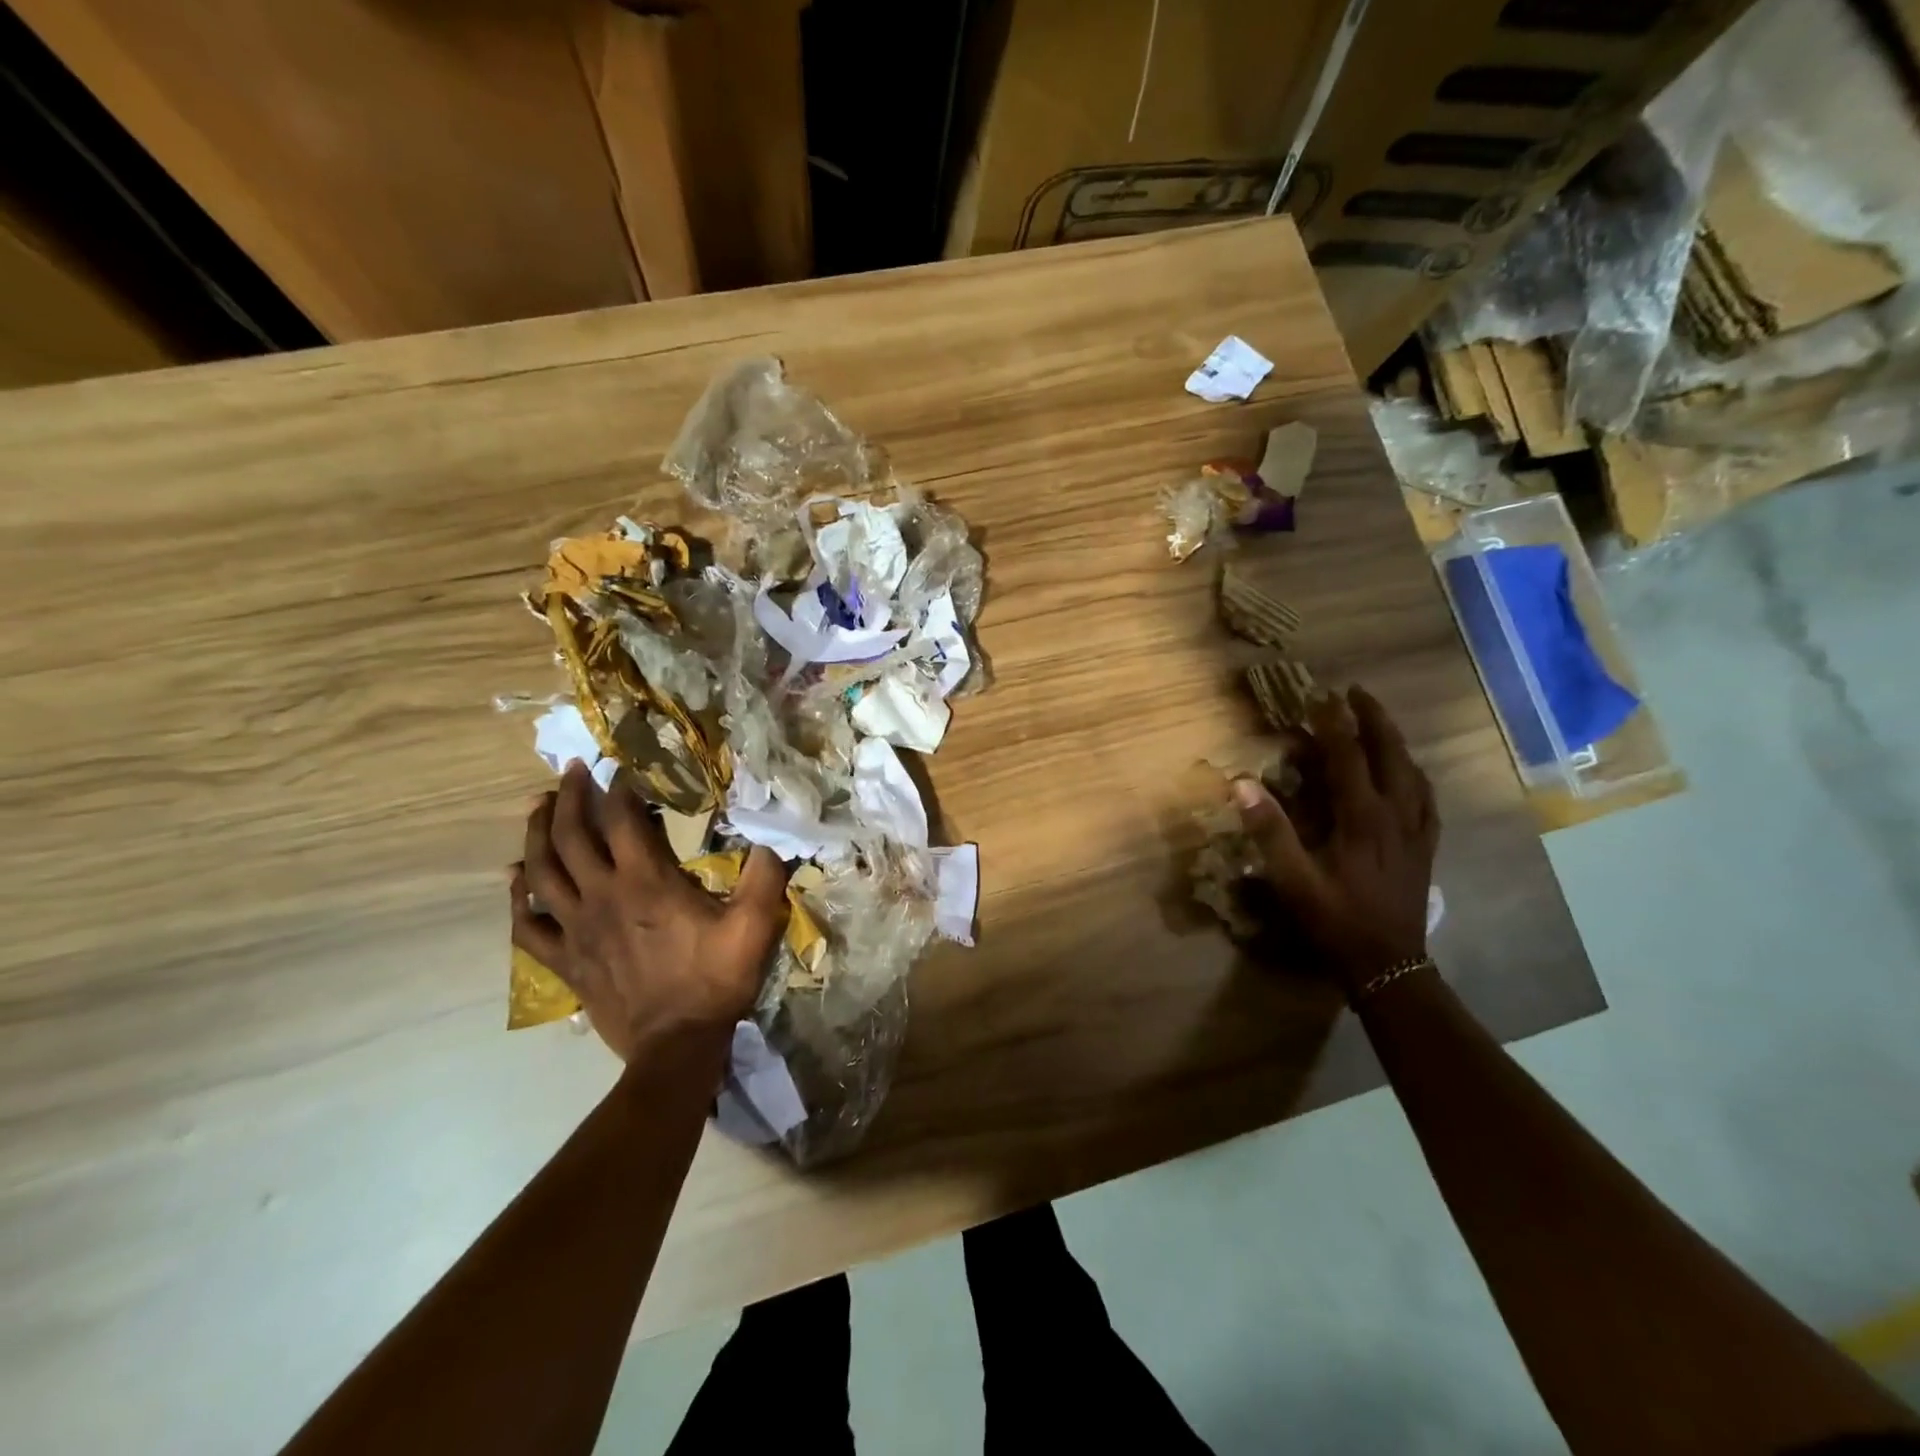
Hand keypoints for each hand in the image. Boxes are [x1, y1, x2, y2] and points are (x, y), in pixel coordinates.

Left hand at [511, 762, 789, 1062]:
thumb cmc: (715, 980)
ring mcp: (576, 929)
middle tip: (574, 770)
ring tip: (539, 806)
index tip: (625, 764)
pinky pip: (528, 924)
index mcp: (645, 881)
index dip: (621, 786)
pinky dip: (518, 897)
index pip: (622, 818)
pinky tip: (515, 879)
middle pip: (571, 835)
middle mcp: (601, 895)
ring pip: (541, 871)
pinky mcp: (564, 960)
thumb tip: (775, 830)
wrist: (677, 1046)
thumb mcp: (754, 923)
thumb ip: (765, 872)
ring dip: (537, 833)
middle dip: (571, 796)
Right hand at [1232, 685, 1438, 987]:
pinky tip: (1409, 775)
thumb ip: (1269, 830)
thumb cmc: (1335, 920)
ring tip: (1379, 724)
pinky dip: (1415, 775)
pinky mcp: (1425, 847)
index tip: (1320, 696)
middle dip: (1374, 719)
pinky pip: (1427, 798)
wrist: (1388, 964)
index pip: (1348, 757)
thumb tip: (1241, 783)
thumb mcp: (1293, 879)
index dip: (1334, 723)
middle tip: (1356, 692)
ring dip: (1395, 741)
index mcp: (1362, 818)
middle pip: (1391, 754)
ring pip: (1413, 772)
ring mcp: (1416, 831)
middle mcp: (1396, 815)